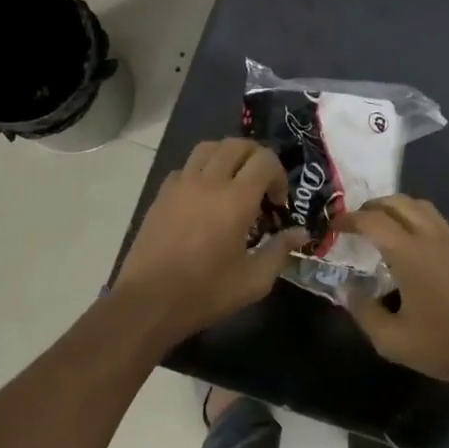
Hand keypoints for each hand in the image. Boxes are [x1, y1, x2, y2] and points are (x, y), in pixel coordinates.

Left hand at [117, 139, 307, 339]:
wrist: (149, 302)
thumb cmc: (206, 293)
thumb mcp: (254, 280)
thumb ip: (280, 250)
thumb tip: (300, 233)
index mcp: (235, 200)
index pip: (265, 160)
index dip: (279, 175)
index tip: (279, 203)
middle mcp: (208, 182)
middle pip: (237, 145)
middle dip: (257, 158)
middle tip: (262, 186)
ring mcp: (180, 185)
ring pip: (208, 148)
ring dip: (228, 157)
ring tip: (234, 183)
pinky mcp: (162, 195)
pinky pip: (186, 167)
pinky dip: (202, 171)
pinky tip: (205, 198)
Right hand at [335, 196, 448, 396]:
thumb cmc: (442, 346)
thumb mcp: (391, 340)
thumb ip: (363, 311)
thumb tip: (347, 289)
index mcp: (410, 254)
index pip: (373, 221)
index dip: (349, 219)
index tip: (333, 226)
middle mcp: (432, 238)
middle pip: (399, 202)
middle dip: (372, 206)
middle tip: (355, 222)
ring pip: (421, 207)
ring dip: (397, 209)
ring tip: (381, 228)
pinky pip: (437, 222)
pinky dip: (416, 221)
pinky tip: (410, 248)